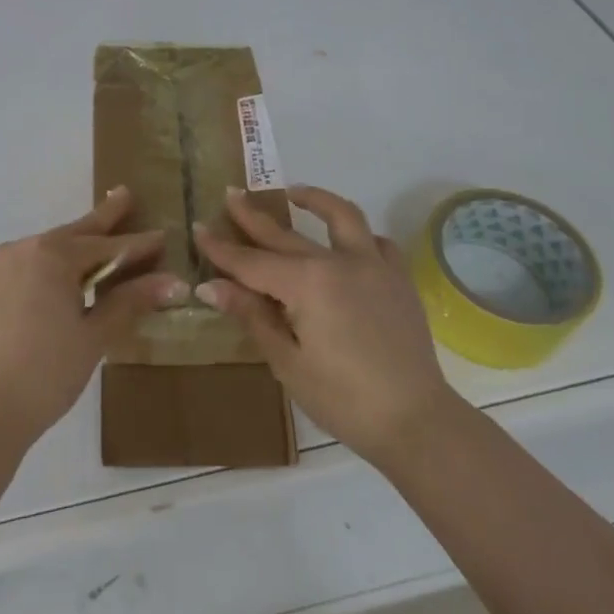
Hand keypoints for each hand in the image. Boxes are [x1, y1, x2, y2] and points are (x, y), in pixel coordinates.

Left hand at [0, 187, 187, 446]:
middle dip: (100, 219)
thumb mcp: (94, 337)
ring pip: (35, 253)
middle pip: (69, 235)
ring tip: (81, 259)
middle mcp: (18, 250)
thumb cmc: (46, 373)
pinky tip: (36, 294)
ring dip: (61, 254)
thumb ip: (130, 302)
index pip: (106, 245)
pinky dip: (29, 276)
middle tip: (123, 197)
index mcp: (52, 256)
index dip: (136, 243)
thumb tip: (173, 282)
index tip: (160, 235)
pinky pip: (8, 273)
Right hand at [194, 185, 457, 469]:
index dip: (221, 248)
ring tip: (296, 193)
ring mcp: (374, 266)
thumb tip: (210, 286)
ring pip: (342, 218)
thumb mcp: (287, 361)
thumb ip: (252, 315)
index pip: (251, 261)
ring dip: (316, 201)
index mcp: (306, 283)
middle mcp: (338, 262)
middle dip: (253, 216)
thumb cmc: (343, 399)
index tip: (197, 228)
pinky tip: (348, 241)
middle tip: (231, 194)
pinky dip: (359, 235)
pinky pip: (377, 243)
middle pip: (285, 235)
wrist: (416, 421)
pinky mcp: (398, 280)